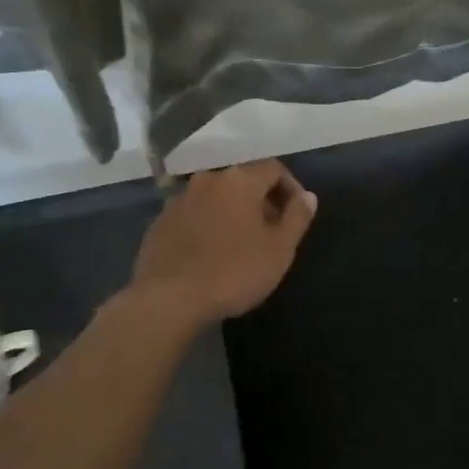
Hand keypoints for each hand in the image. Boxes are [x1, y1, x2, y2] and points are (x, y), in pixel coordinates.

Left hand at [130, 160, 318, 322]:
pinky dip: (209, 224)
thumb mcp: (280, 249)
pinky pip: (195, 214)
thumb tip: (308, 197)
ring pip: (217, 197)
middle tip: (273, 230)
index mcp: (240, 180)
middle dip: (263, 200)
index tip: (297, 214)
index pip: (274, 168)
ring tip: (243, 242)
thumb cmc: (233, 271)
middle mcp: (208, 179)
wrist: (167, 299)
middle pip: (244, 180)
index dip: (291, 188)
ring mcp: (180, 199)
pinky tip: (212, 252)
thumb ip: (297, 217)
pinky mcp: (160, 221)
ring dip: (234, 211)